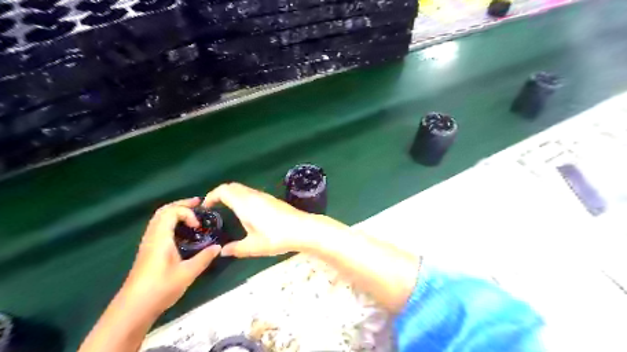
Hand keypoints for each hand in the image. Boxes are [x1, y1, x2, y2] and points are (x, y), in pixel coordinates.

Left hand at [121, 199, 219, 313]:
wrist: (133, 308)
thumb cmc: (160, 288)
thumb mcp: (187, 273)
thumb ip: (204, 258)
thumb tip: (218, 247)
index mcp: (160, 238)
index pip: (172, 212)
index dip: (187, 212)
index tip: (198, 225)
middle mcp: (152, 237)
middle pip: (163, 211)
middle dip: (181, 204)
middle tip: (198, 204)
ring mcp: (148, 243)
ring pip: (159, 219)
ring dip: (175, 212)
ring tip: (192, 214)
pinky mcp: (148, 251)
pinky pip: (159, 227)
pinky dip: (171, 222)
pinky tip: (182, 231)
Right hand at [202, 183, 344, 256]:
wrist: (303, 229)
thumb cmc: (276, 237)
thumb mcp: (254, 246)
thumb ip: (236, 249)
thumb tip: (223, 251)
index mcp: (245, 203)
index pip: (223, 190)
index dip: (211, 195)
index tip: (205, 206)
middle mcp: (253, 196)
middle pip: (232, 186)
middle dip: (220, 193)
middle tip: (214, 207)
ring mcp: (264, 196)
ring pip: (243, 189)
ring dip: (233, 195)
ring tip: (228, 210)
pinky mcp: (272, 200)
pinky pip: (252, 193)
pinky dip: (243, 197)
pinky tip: (246, 212)